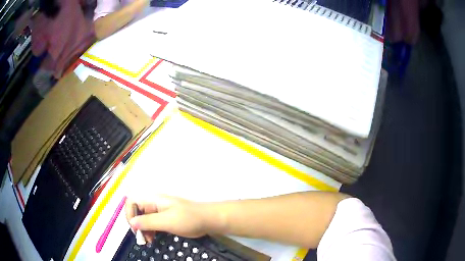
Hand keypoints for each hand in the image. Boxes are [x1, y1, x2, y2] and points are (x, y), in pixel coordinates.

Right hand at [125, 195, 208, 242]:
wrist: (208, 220)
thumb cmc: (188, 219)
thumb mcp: (167, 221)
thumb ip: (148, 222)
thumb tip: (132, 223)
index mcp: (153, 200)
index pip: (132, 202)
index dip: (129, 214)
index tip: (135, 229)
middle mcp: (154, 204)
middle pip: (137, 211)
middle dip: (136, 224)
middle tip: (141, 238)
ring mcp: (159, 212)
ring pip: (143, 219)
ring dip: (143, 230)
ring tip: (148, 241)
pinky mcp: (165, 219)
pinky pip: (152, 224)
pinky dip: (150, 231)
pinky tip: (152, 239)